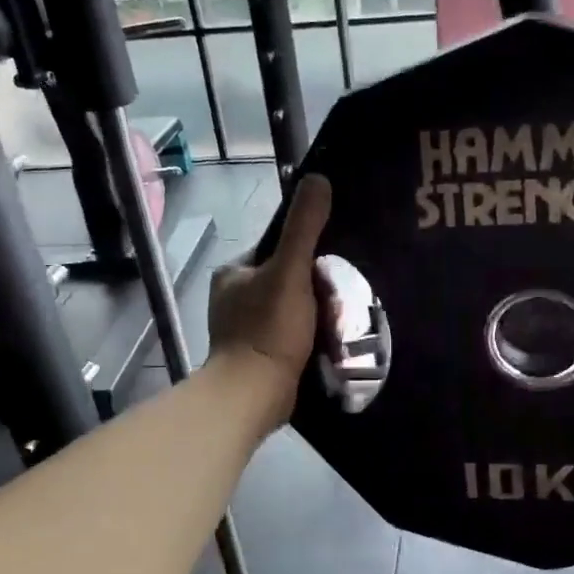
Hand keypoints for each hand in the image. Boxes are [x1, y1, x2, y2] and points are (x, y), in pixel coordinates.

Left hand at [207, 174, 333, 426]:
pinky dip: (308, 335)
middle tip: (339, 298)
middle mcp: (234, 297)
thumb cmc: (267, 329)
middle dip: (314, 288)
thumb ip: (304, 227)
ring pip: (291, 308)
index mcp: (233, 273)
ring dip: (315, 313)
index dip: (307, 253)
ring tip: (339, 319)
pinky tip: (328, 341)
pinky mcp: (258, 356)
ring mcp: (244, 329)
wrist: (253, 395)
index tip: (331, 268)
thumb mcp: (289, 271)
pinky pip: (290, 334)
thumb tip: (319, 179)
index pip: (278, 248)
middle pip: (287, 279)